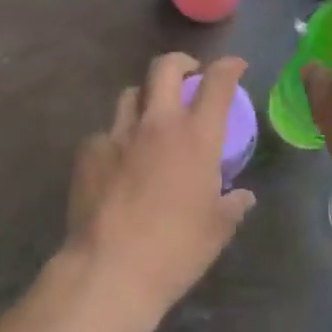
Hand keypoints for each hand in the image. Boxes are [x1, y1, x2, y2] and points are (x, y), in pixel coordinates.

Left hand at [64, 53, 255, 327]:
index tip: (235, 66)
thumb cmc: (176, 250)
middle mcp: (157, 123)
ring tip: (150, 117)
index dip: (229, 67)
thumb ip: (233, 205)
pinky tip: (117, 162)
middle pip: (165, 68)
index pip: (217, 83)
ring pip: (130, 94)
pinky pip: (105, 132)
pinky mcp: (88, 151)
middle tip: (188, 76)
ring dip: (146, 97)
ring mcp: (118, 134)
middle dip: (180, 63)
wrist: (110, 269)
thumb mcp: (217, 229)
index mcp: (196, 136)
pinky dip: (116, 139)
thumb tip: (242, 196)